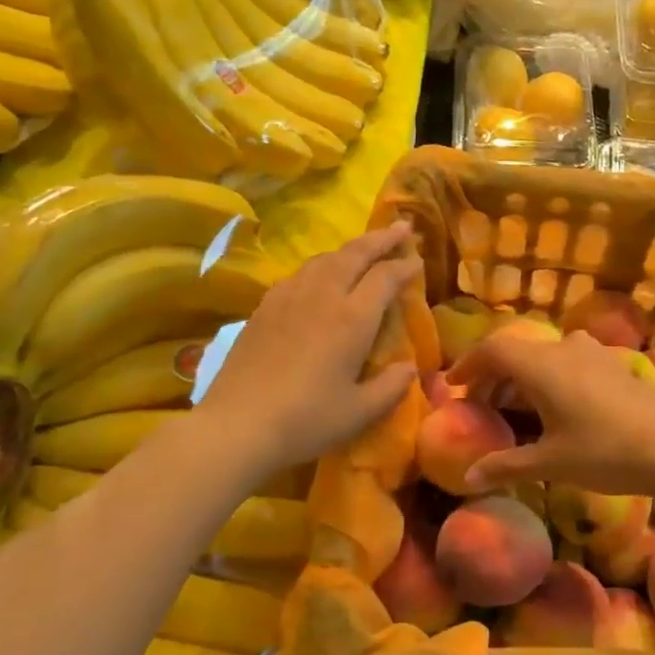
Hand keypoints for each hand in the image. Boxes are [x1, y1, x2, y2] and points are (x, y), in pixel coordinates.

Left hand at [192, 223, 421, 480]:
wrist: (236, 426)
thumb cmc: (306, 421)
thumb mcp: (359, 413)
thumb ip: (390, 387)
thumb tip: (409, 368)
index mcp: (352, 319)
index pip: (385, 277)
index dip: (405, 266)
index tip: (418, 260)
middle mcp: (322, 297)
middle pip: (355, 254)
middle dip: (381, 239)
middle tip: (400, 227)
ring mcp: (288, 298)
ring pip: (324, 259)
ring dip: (349, 249)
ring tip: (363, 250)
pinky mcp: (264, 308)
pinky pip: (299, 274)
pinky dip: (320, 266)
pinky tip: (319, 278)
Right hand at [448, 328, 654, 495]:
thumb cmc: (603, 452)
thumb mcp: (550, 463)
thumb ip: (506, 465)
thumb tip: (469, 477)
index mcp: (540, 366)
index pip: (493, 350)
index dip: (469, 365)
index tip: (455, 386)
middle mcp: (563, 349)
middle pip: (517, 351)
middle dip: (494, 375)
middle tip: (482, 404)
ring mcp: (592, 353)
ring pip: (544, 354)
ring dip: (524, 374)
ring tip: (518, 405)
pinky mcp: (613, 364)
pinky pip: (569, 360)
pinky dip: (550, 375)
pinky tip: (558, 404)